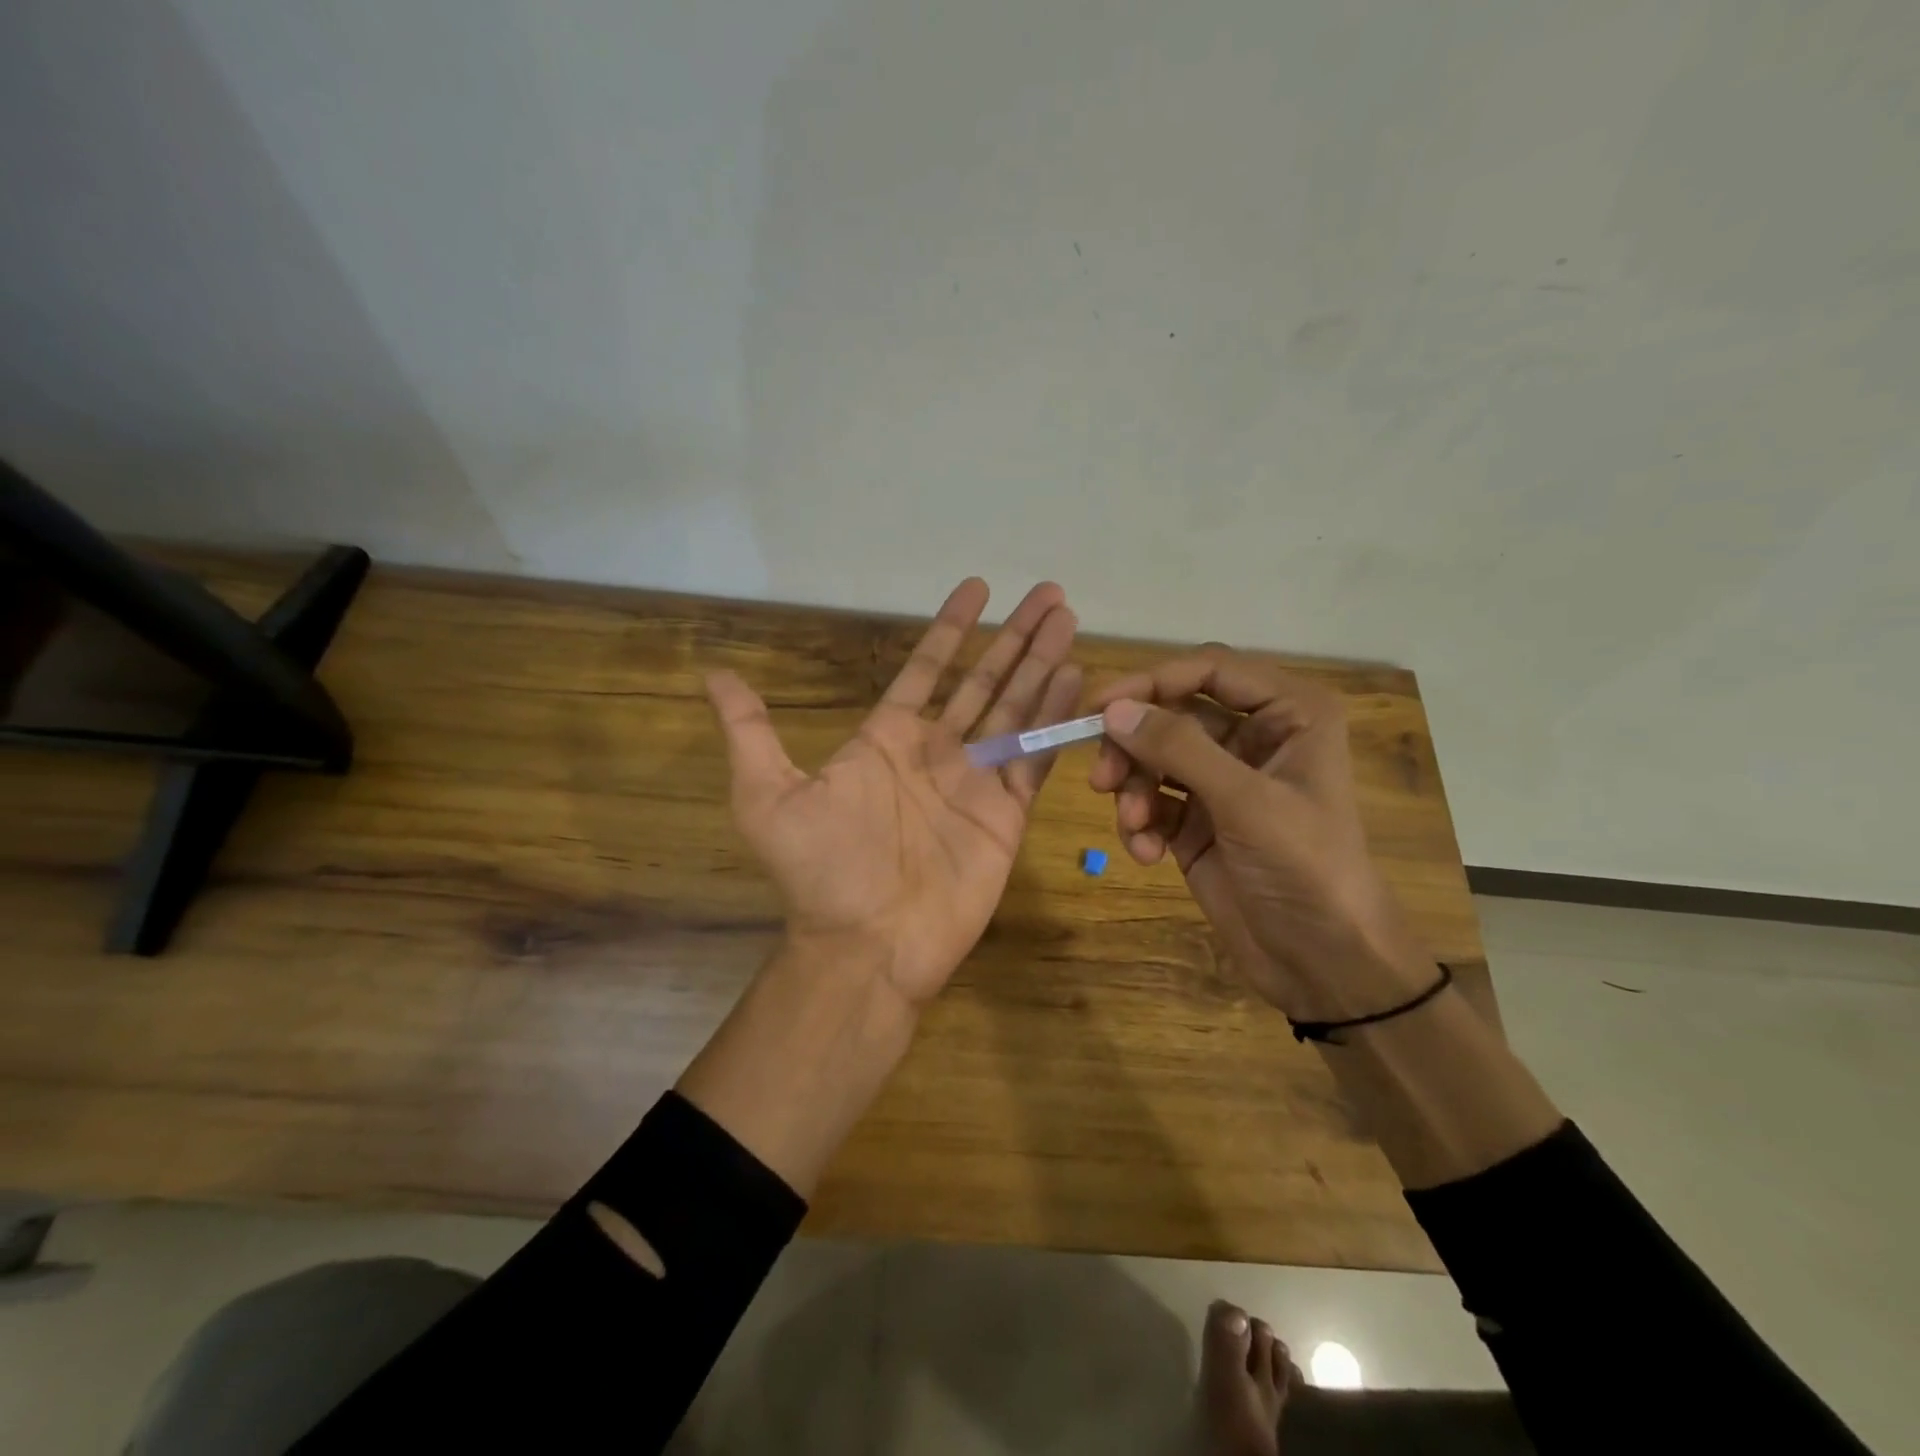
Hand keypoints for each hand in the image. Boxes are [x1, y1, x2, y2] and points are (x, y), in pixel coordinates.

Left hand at [707, 579, 1080, 1009]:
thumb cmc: (820, 870)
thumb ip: (750, 731)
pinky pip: (1035, 757)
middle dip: (1015, 637)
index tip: (977, 588)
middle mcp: (937, 751)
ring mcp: (976, 780)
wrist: (866, 944)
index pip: (927, 669)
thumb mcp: (766, 795)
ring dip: (1042, 664)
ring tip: (1068, 619)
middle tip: (1049, 593)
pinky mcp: (1006, 813)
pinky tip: (1075, 680)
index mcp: (888, 738)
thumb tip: (712, 674)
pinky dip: (1056, 720)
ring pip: (1017, 709)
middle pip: (983, 680)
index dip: (950, 628)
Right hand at [1089, 649, 1429, 1021]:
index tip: (1100, 707)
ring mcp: (1222, 781)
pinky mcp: (1197, 821)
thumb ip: (1179, 748)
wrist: (1325, 963)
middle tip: (1102, 777)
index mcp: (1289, 713)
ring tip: (1133, 826)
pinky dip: (1141, 823)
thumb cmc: (1306, 868)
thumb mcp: (1246, 802)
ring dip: (1134, 789)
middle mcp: (1254, 737)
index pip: (1208, 669)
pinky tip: (1147, 854)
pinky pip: (1153, 801)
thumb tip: (1113, 709)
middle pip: (1171, 714)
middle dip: (1135, 746)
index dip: (1152, 681)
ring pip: (1154, 758)